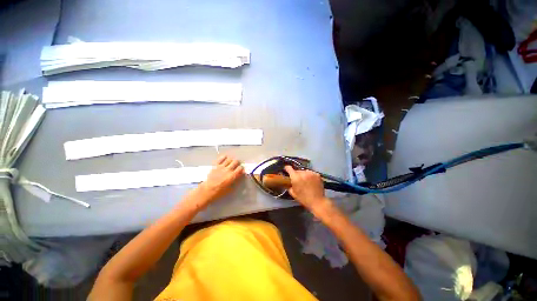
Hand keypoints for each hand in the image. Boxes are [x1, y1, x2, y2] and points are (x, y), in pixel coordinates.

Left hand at [196, 155, 244, 204]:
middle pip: (236, 161)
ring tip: (230, 163)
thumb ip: (236, 181)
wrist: (207, 190)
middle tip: (236, 166)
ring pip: (229, 159)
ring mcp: (221, 167)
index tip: (241, 170)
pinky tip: (225, 158)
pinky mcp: (215, 165)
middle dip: (237, 163)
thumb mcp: (230, 188)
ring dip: (231, 160)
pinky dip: (224, 157)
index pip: (240, 168)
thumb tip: (239, 176)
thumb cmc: (219, 192)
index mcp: (232, 176)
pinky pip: (221, 158)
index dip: (241, 169)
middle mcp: (228, 170)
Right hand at [284, 166, 330, 212]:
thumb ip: (289, 185)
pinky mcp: (317, 174)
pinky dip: (310, 176)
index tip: (287, 170)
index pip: (289, 168)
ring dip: (303, 175)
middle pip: (297, 170)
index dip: (287, 169)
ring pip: (304, 171)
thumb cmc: (304, 199)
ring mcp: (311, 173)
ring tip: (305, 181)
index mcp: (295, 177)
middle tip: (298, 180)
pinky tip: (311, 181)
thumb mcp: (293, 193)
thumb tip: (288, 182)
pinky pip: (311, 173)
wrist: (317, 201)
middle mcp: (303, 173)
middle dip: (296, 174)